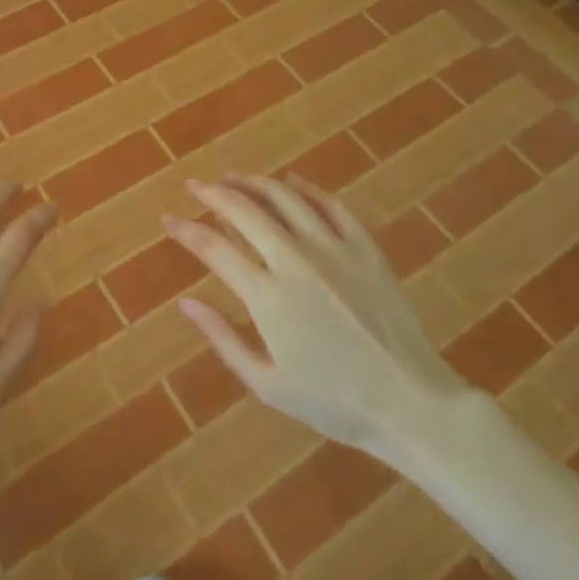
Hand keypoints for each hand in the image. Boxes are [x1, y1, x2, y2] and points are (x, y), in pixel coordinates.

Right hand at [165, 175, 473, 472]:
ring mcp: (333, 249)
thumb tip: (185, 302)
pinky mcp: (364, 247)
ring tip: (233, 177)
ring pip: (284, 198)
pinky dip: (306, 189)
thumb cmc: (333, 402)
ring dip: (253, 183)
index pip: (214, 248)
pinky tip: (291, 182)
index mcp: (267, 296)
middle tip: (195, 185)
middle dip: (213, 193)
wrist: (410, 403)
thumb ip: (223, 338)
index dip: (186, 229)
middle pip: (244, 211)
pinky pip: (330, 205)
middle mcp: (295, 260)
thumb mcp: (267, 384)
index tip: (168, 218)